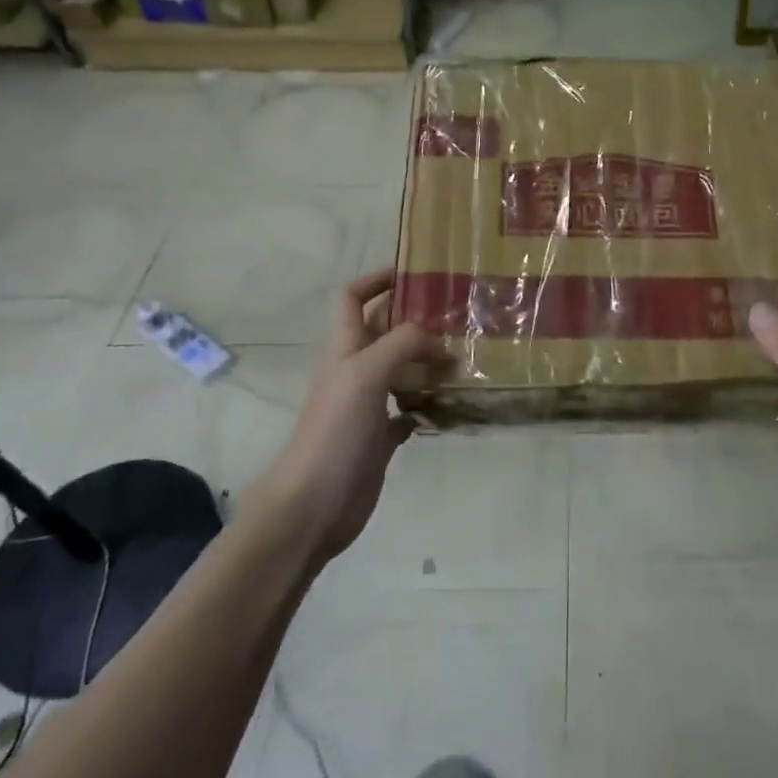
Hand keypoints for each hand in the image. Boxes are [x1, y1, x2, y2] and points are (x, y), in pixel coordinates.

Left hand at [261, 268, 445, 561]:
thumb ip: (402, 344)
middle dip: (414, 318)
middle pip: (383, 330)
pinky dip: (427, 400)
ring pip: (400, 368)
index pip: (352, 298)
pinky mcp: (380, 437)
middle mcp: (355, 370)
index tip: (413, 272)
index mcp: (344, 348)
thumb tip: (440, 341)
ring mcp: (367, 404)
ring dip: (427, 359)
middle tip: (456, 314)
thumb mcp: (366, 374)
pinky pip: (408, 407)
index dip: (376, 280)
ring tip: (463, 354)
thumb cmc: (335, 431)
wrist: (313, 504)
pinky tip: (449, 400)